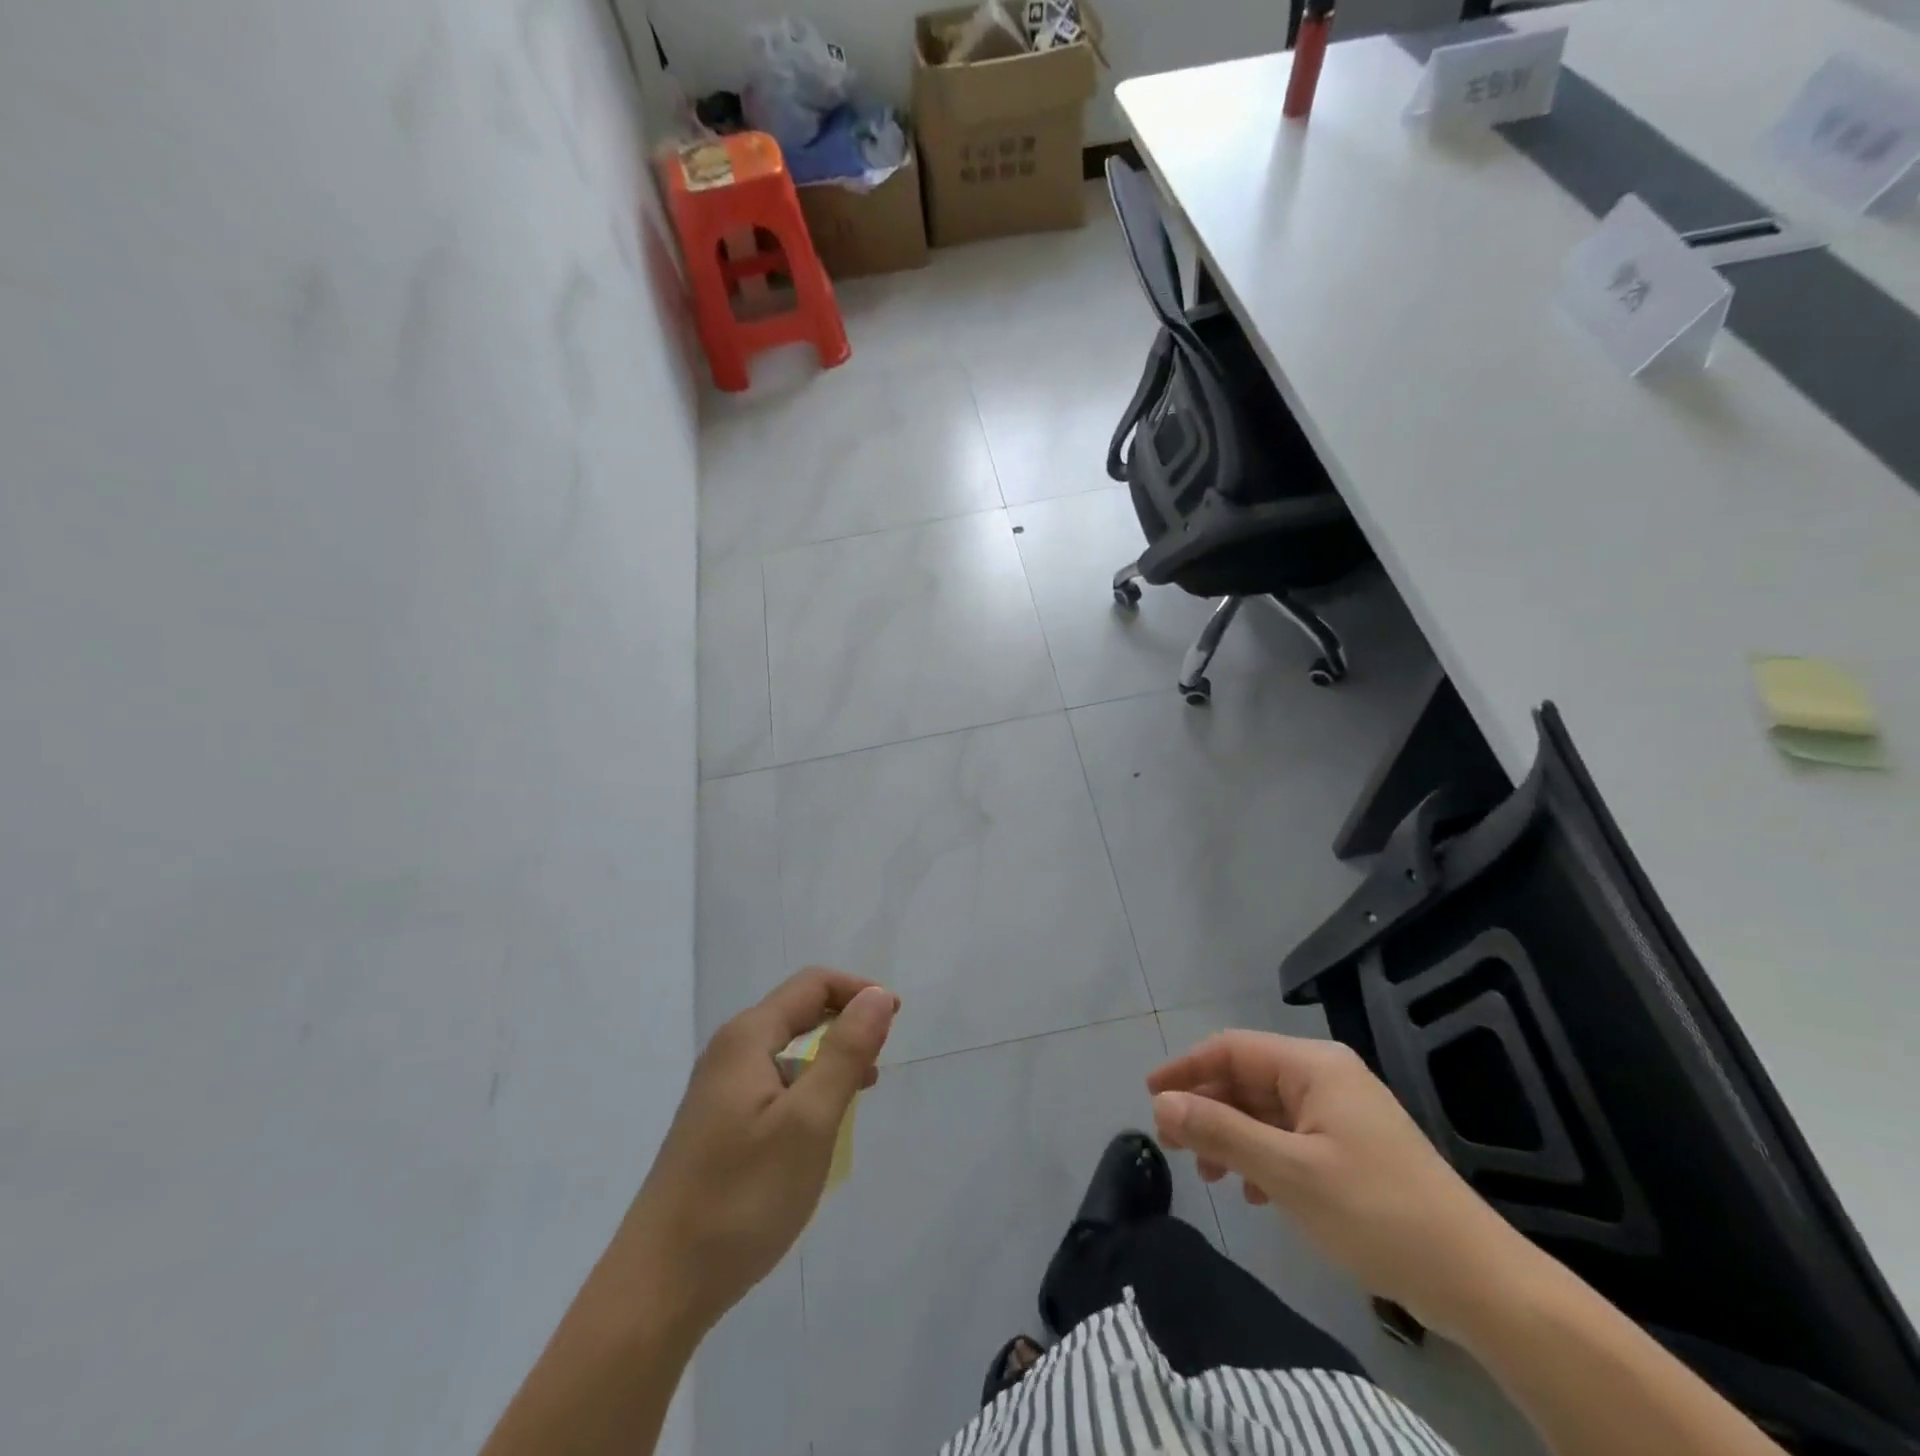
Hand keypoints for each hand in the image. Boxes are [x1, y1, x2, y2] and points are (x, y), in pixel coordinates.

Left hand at [620, 968, 897, 1334]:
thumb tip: (877, 996)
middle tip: (880, 1058)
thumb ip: (845, 1052)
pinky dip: (807, 1087)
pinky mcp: (717, 1123)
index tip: (896, 1018)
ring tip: (861, 1092)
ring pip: (787, 1050)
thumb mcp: (809, 1121)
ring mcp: (718, 1089)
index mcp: (748, 1038)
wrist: (658, 1287)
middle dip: (845, 1023)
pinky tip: (820, 1126)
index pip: (813, 985)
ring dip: (829, 1057)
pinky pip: (773, 1082)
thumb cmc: (742, 1198)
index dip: (859, 991)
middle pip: (798, 1011)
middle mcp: (729, 1051)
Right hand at [1148, 1031, 1534, 1339]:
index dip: (1186, 1068)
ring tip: (1209, 1175)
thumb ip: (1220, 1132)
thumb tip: (1161, 1105)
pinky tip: (1254, 1193)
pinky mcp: (1354, 1148)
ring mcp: (1342, 1113)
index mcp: (1313, 1066)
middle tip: (1173, 1145)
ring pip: (1266, 1110)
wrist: (1478, 1282)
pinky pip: (1290, 1137)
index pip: (1231, 1048)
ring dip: (1231, 1136)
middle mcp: (1326, 1077)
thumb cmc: (1376, 1213)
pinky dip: (1262, 1157)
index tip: (1150, 1096)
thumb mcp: (1287, 1173)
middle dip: (1207, 1108)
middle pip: (1247, 1078)